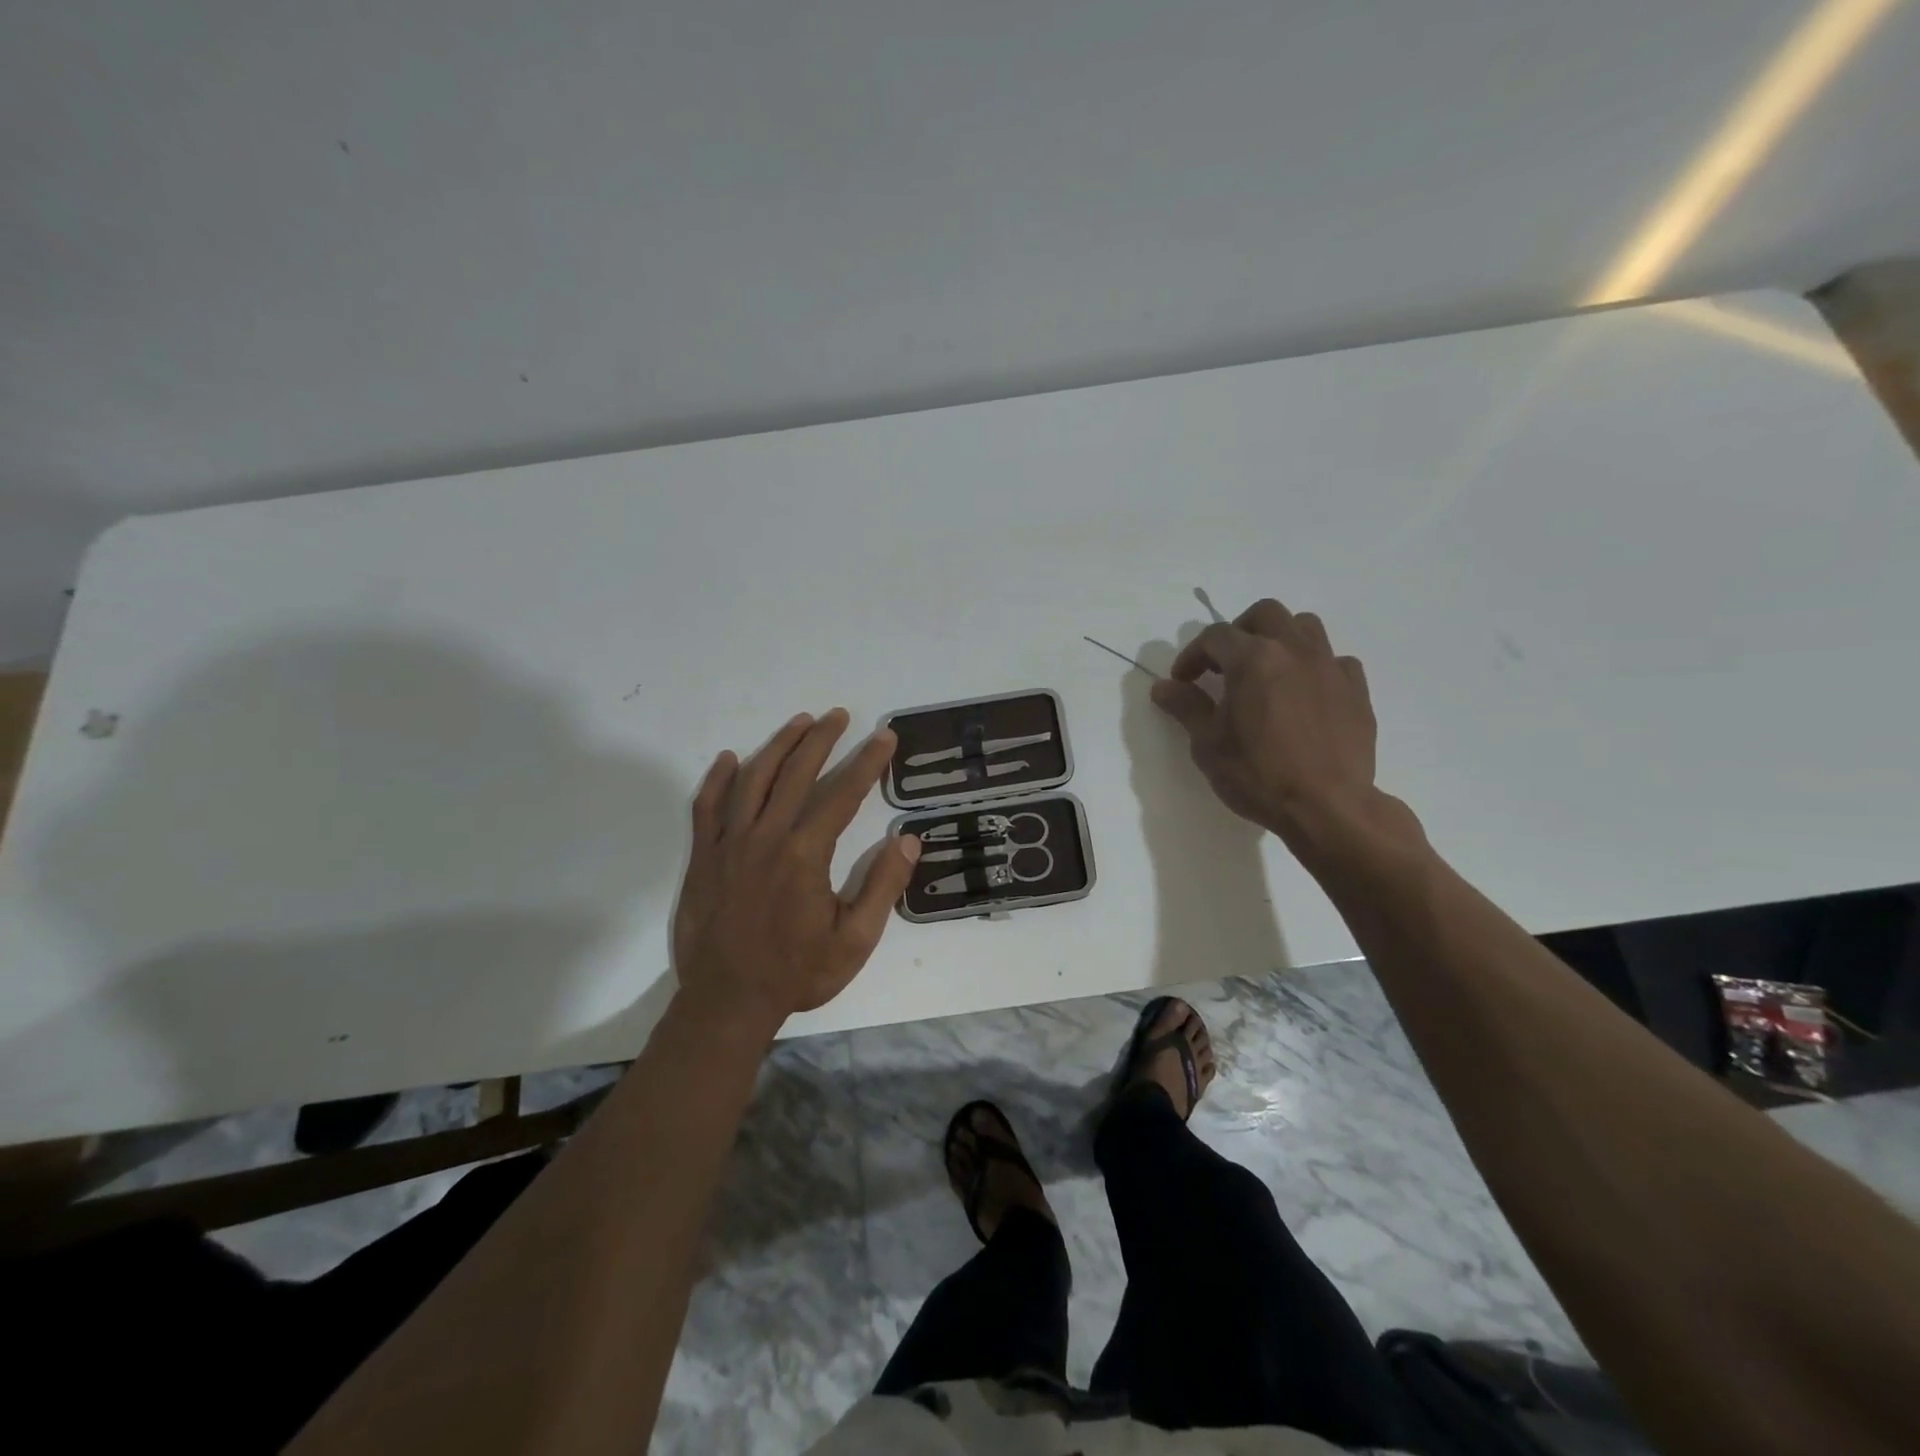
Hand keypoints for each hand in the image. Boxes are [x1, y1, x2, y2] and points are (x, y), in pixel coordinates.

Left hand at [671, 708, 921, 1032]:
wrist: (727, 1002)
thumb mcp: (855, 940)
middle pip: (796, 773)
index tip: (885, 737)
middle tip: (841, 715)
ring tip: (799, 723)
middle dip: (822, 739)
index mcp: (805, 854)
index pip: (842, 794)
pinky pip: (706, 807)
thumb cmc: (797, 972)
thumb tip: (908, 840)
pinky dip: (718, 779)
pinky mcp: (703, 857)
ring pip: (753, 779)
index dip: (867, 762)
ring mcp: (729, 844)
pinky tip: (730, 759)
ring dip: (778, 746)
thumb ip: (883, 887)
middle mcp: (766, 837)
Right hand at [1150, 599, 1413, 856]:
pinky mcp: (1356, 691)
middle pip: (1265, 614)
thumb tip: (1163, 687)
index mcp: (1254, 658)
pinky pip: (1335, 661)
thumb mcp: (1208, 744)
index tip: (1182, 682)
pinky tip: (1305, 694)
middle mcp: (1294, 650)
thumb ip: (1187, 707)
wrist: (1328, 807)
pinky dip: (1315, 667)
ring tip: (1267, 671)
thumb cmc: (1258, 774)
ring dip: (1280, 639)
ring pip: (1306, 627)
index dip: (1192, 655)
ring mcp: (1330, 668)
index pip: (1214, 636)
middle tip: (1224, 664)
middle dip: (1239, 631)